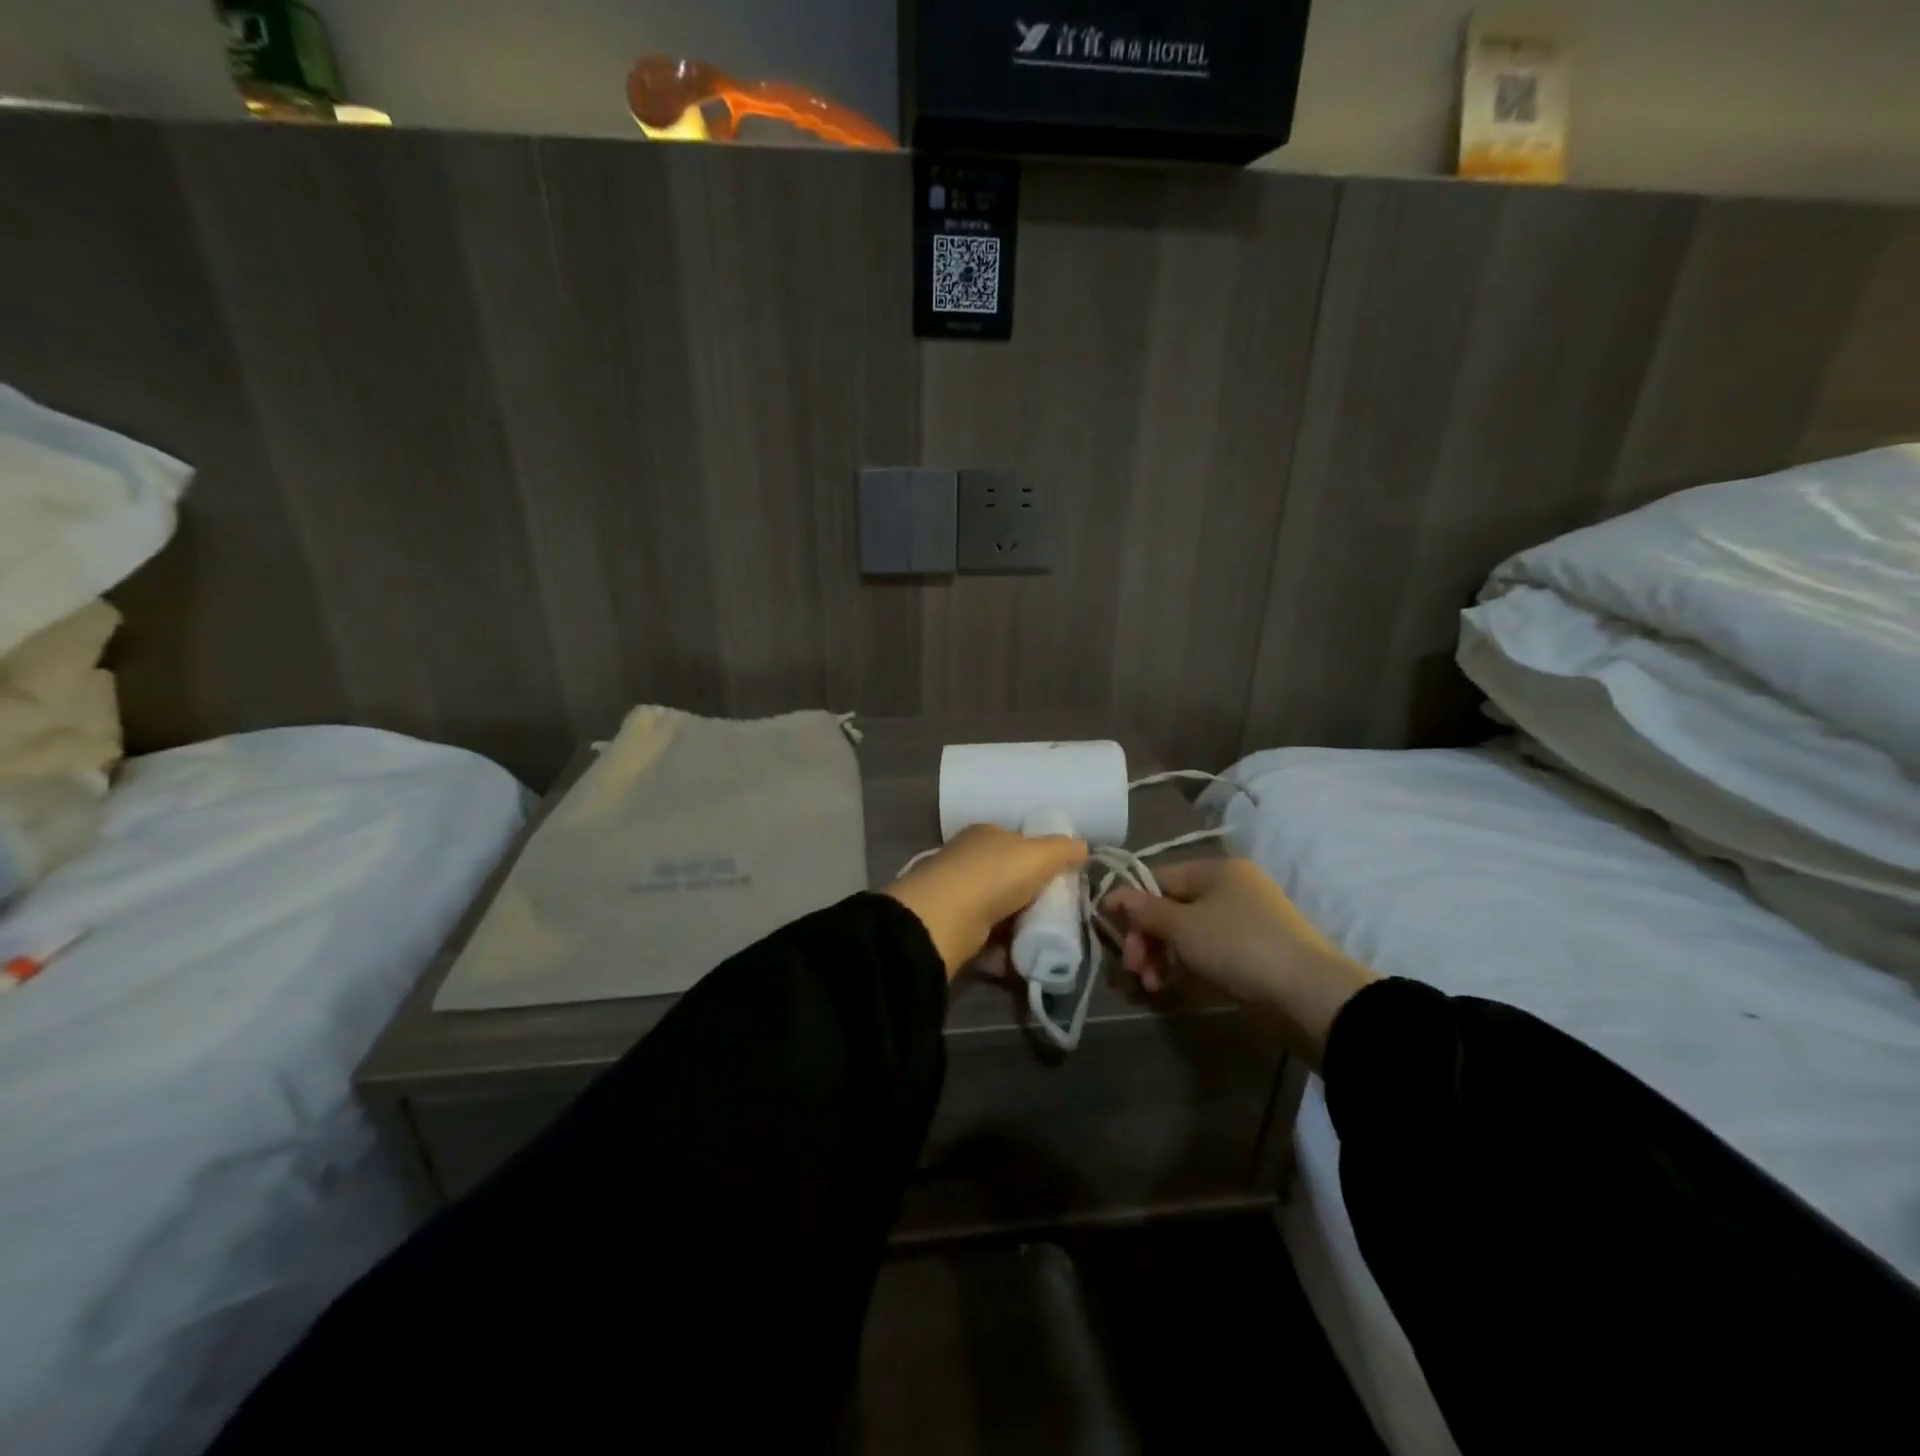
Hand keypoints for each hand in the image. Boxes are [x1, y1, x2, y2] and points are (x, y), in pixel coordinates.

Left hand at [883, 824, 1086, 978]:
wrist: (944, 918)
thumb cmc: (994, 875)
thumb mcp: (1039, 854)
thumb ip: (1063, 849)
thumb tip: (1083, 846)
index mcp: (985, 835)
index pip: (1017, 842)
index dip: (1040, 859)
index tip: (1062, 881)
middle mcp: (968, 861)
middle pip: (1009, 879)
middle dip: (1032, 899)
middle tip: (1058, 917)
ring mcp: (957, 896)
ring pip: (999, 912)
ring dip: (1019, 929)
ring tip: (1044, 943)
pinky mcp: (953, 929)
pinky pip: (987, 941)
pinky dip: (1003, 952)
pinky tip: (1021, 960)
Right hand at [1102, 857, 1376, 1066]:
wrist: (1307, 994)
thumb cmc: (1238, 946)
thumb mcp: (1183, 926)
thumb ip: (1144, 910)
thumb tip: (1111, 895)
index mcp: (1215, 869)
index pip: (1157, 878)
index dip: (1129, 902)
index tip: (1108, 929)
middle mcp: (1228, 888)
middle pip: (1169, 906)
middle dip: (1145, 937)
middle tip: (1133, 968)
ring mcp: (1240, 921)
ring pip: (1185, 932)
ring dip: (1160, 955)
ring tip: (1151, 985)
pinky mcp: (1248, 952)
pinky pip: (1203, 951)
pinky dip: (1183, 965)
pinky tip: (1169, 986)